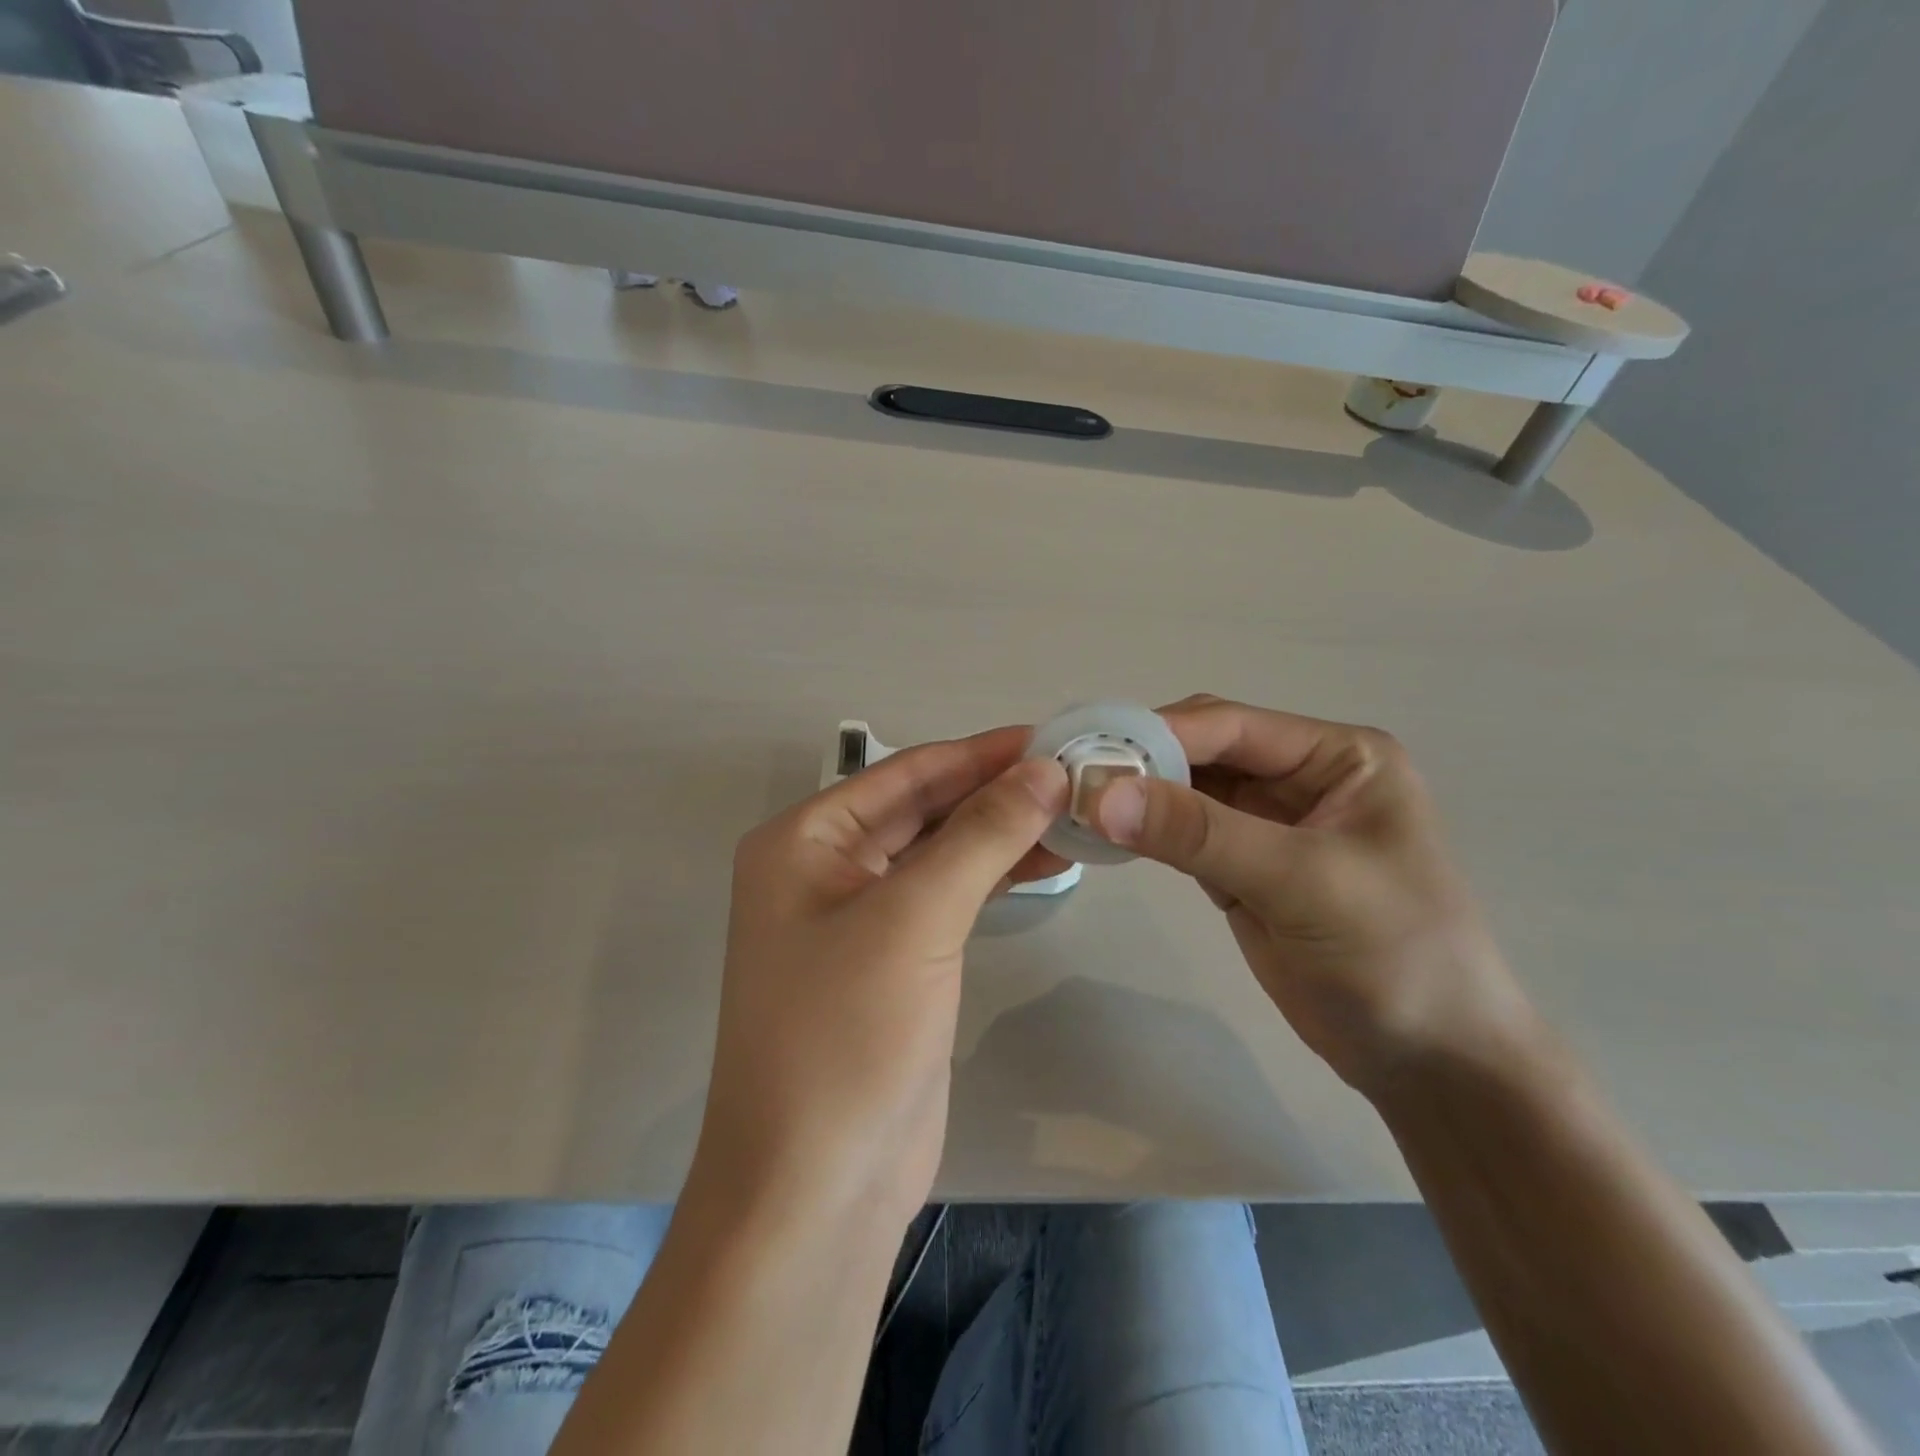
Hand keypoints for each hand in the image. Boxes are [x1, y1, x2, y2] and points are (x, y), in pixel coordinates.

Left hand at [692, 728, 1067, 1230]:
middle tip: (1078, 771)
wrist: (818, 1188)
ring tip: (1077, 811)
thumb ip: (981, 835)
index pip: (907, 772)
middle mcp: (826, 867)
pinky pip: (950, 897)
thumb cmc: (845, 1035)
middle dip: (996, 791)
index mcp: (805, 840)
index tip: (1053, 736)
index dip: (981, 752)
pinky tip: (1048, 859)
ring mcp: (861, 917)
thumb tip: (1045, 769)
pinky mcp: (897, 961)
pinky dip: (995, 875)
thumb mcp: (914, 918)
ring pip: (942, 852)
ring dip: (1002, 832)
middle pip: (925, 808)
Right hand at [1090, 695, 1536, 1095]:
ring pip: (1187, 792)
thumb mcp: (1301, 882)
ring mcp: (1268, 824)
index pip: (1232, 725)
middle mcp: (1300, 777)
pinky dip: (1144, 833)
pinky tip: (1102, 835)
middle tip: (1070, 777)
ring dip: (1136, 797)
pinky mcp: (1243, 868)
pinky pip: (1182, 835)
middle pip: (1203, 751)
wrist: (1429, 1063)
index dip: (1158, 732)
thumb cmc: (1393, 957)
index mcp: (1338, 756)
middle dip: (1141, 762)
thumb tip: (1101, 793)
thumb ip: (1201, 833)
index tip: (1088, 751)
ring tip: (1073, 803)